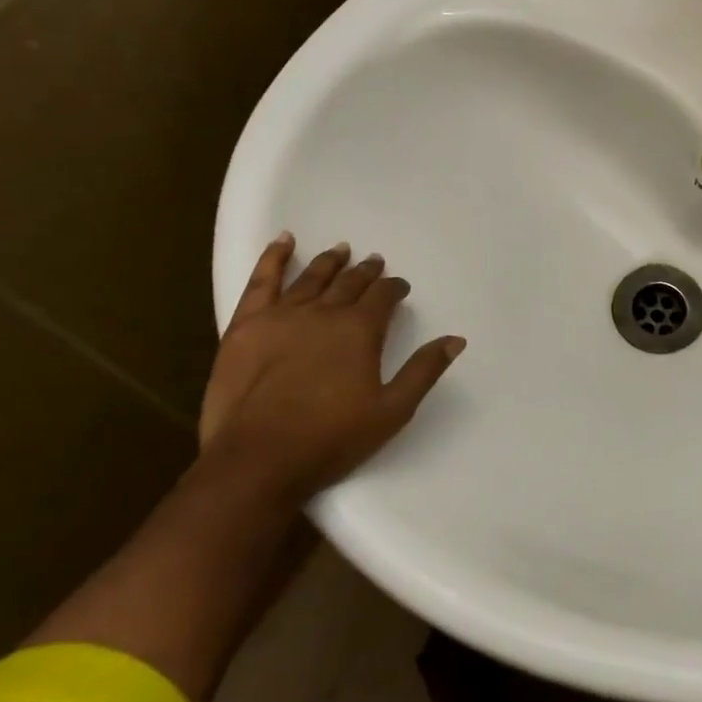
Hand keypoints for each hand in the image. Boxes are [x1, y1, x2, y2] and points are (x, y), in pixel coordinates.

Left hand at [199, 235, 465, 499]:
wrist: (257, 460)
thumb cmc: (331, 439)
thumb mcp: (392, 411)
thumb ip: (424, 370)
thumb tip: (455, 339)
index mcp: (360, 330)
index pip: (383, 297)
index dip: (395, 288)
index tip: (401, 288)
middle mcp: (324, 312)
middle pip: (349, 283)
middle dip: (366, 272)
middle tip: (375, 262)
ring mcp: (282, 316)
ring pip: (311, 278)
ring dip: (330, 262)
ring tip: (341, 249)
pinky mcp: (246, 325)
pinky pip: (262, 281)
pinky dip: (273, 258)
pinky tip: (283, 241)